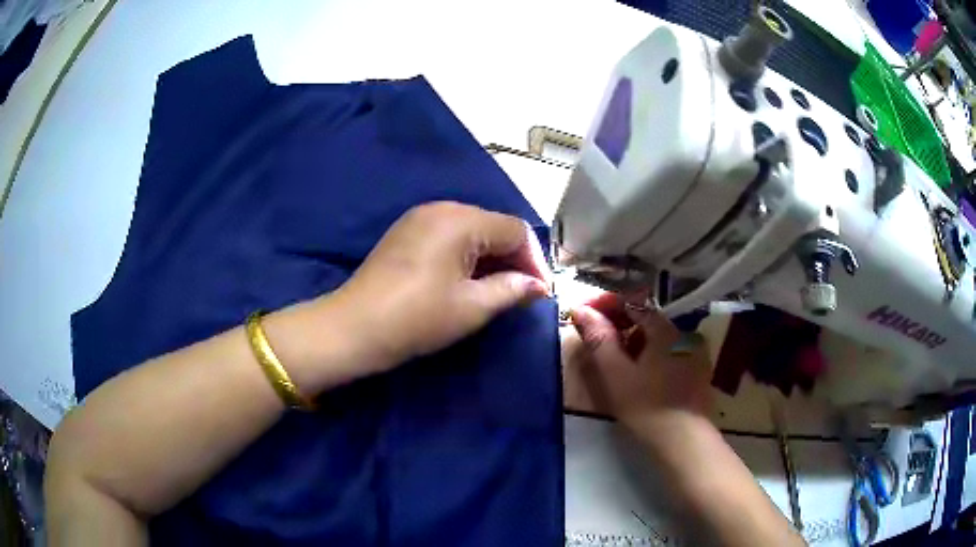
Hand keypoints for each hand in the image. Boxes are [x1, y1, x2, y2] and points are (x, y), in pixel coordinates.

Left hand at [329, 201, 550, 373]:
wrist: (355, 327)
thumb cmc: (418, 317)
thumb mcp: (472, 307)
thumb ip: (512, 290)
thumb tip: (538, 286)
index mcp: (461, 220)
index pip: (515, 230)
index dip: (534, 261)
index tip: (539, 292)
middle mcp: (442, 208)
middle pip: (493, 226)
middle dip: (513, 258)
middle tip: (521, 293)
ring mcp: (420, 217)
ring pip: (472, 230)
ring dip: (490, 257)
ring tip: (498, 290)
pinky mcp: (407, 231)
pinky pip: (449, 235)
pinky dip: (466, 255)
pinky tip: (467, 280)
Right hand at [569, 293, 712, 429]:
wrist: (683, 440)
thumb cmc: (646, 406)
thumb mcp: (616, 373)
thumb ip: (599, 339)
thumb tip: (581, 310)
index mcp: (665, 329)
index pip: (632, 302)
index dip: (605, 304)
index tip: (582, 312)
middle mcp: (683, 333)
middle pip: (646, 317)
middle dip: (617, 321)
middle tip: (593, 335)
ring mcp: (693, 352)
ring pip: (657, 336)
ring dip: (632, 338)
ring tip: (612, 356)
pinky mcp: (696, 370)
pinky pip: (668, 350)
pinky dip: (648, 352)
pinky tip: (637, 371)